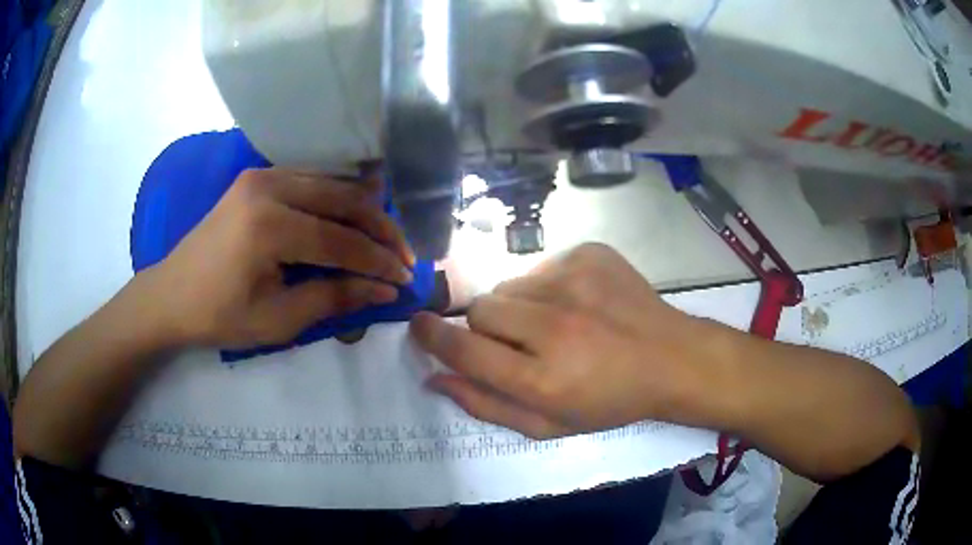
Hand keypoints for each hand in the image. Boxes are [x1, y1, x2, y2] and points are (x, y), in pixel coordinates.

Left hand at [142, 168, 414, 348]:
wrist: (170, 294)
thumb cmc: (218, 316)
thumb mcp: (277, 319)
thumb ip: (333, 298)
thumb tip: (384, 290)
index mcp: (268, 226)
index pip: (341, 240)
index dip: (378, 261)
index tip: (406, 279)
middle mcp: (268, 187)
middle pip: (343, 200)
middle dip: (380, 229)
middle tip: (404, 256)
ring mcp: (261, 176)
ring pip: (330, 184)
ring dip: (362, 210)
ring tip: (385, 238)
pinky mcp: (256, 177)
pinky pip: (310, 180)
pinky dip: (336, 198)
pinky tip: (352, 215)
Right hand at [410, 243, 717, 438]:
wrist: (670, 358)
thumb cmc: (609, 401)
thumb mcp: (548, 424)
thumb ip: (486, 405)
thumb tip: (434, 378)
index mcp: (543, 379)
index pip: (464, 348)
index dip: (432, 337)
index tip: (418, 326)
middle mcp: (555, 326)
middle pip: (481, 309)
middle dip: (488, 328)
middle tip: (520, 343)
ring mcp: (575, 282)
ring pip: (509, 286)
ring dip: (519, 307)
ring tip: (556, 323)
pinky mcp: (589, 255)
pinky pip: (540, 267)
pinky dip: (547, 288)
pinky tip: (578, 304)